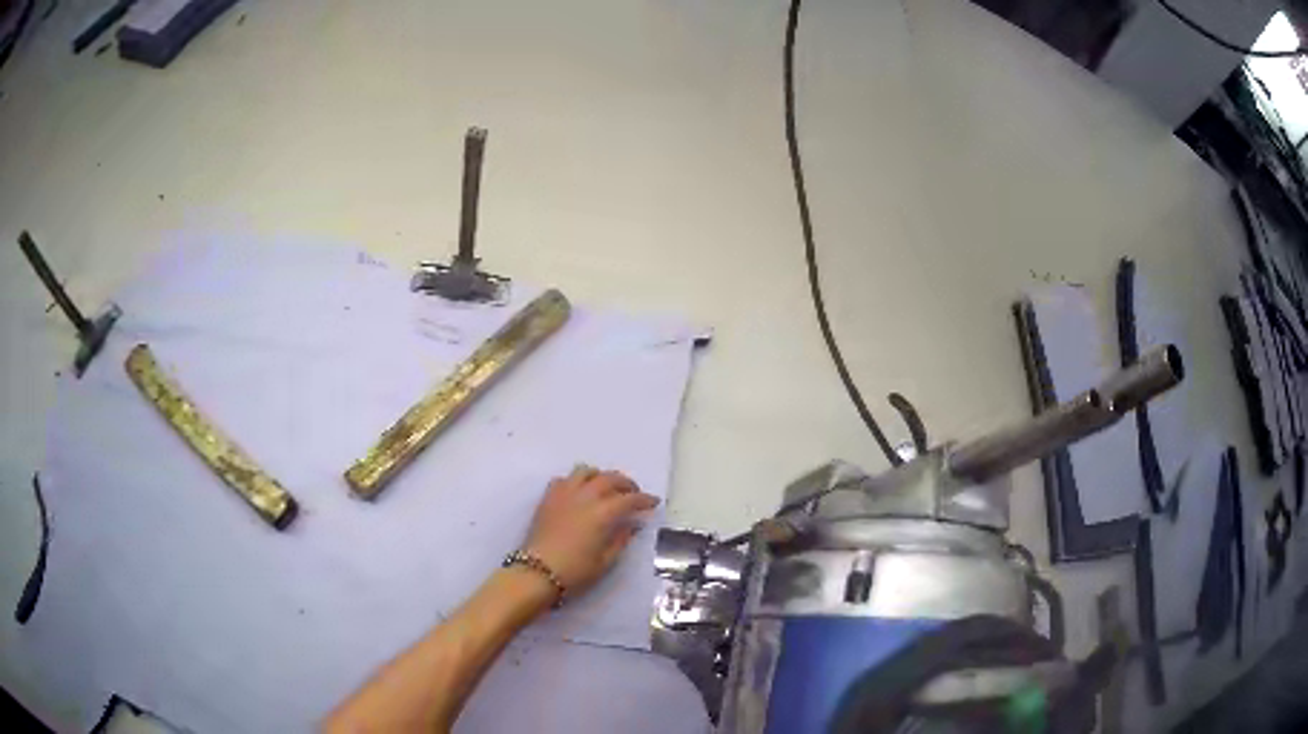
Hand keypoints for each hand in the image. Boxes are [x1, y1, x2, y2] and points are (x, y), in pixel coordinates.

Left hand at [522, 465, 659, 596]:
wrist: (537, 572)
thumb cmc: (575, 571)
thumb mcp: (605, 561)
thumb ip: (621, 539)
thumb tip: (632, 525)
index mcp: (602, 513)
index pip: (629, 499)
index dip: (644, 499)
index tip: (653, 502)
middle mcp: (585, 497)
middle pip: (609, 478)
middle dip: (625, 483)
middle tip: (633, 492)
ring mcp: (564, 494)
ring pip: (586, 471)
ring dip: (600, 476)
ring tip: (606, 487)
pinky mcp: (548, 497)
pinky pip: (565, 479)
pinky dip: (576, 481)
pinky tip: (579, 492)